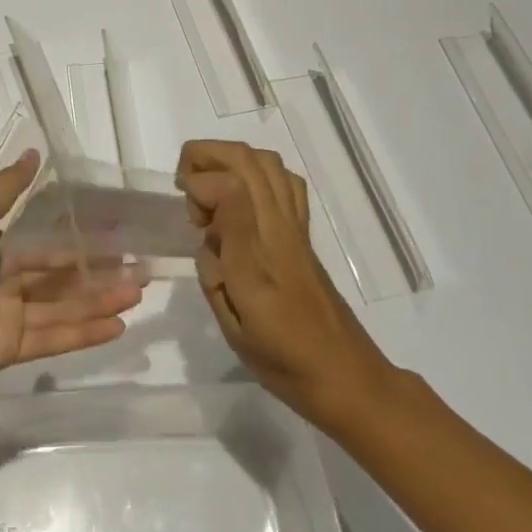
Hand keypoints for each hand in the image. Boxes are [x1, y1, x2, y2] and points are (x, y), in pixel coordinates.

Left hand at [0, 150, 145, 382]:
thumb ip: (7, 188)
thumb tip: (35, 150)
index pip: (50, 248)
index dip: (82, 245)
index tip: (119, 241)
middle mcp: (7, 283)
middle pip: (62, 281)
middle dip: (100, 277)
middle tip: (141, 272)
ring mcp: (9, 318)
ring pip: (64, 309)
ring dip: (100, 303)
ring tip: (138, 295)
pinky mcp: (9, 350)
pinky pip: (52, 338)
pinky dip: (84, 334)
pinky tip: (116, 326)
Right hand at [177, 140, 393, 430]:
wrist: (346, 376)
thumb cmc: (283, 360)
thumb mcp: (236, 327)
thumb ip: (215, 274)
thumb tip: (207, 237)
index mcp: (256, 255)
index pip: (228, 187)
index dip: (197, 187)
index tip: (189, 219)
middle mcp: (278, 229)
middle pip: (247, 159)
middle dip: (205, 156)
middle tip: (185, 188)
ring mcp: (295, 227)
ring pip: (266, 162)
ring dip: (229, 160)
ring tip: (209, 192)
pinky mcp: (304, 233)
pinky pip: (285, 182)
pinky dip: (257, 173)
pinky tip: (241, 200)